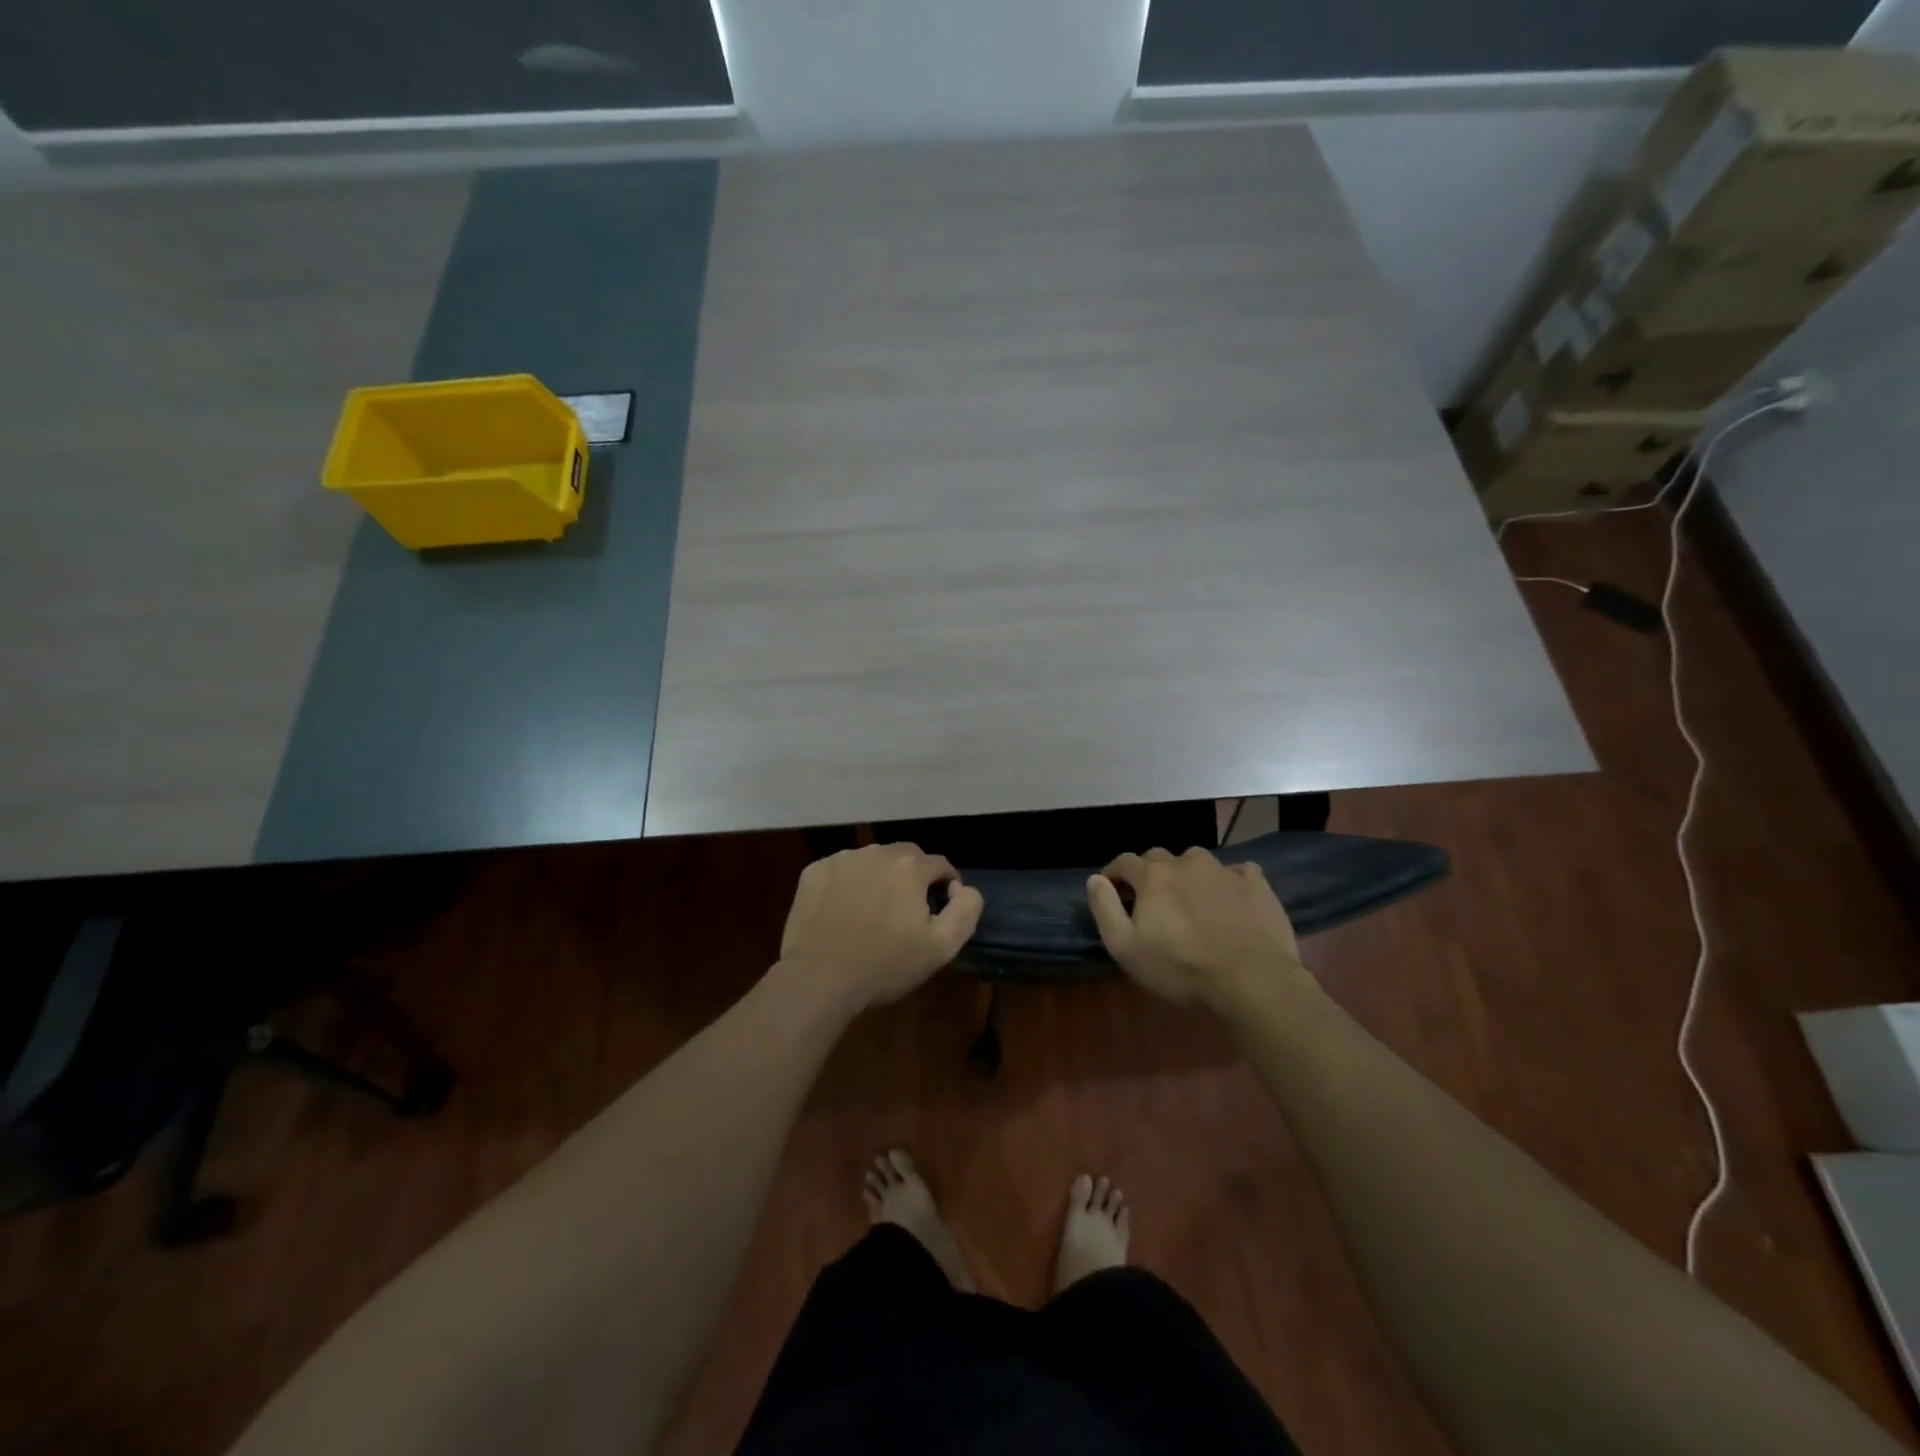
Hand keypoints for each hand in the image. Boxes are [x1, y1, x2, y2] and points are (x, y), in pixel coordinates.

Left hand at [779, 843, 983, 1008]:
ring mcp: (842, 859)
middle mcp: (877, 852)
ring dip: (880, 877)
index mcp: (910, 867)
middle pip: (906, 856)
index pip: (940, 865)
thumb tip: (963, 887)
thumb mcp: (942, 947)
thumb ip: (966, 910)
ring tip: (874, 910)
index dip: (945, 886)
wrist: (820, 979)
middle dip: (913, 877)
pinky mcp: (815, 871)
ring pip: (873, 860)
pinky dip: (849, 883)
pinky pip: (842, 869)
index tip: (939, 910)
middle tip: (907, 911)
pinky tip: (844, 910)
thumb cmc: (885, 965)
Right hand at [1087, 847, 1303, 1009]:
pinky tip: (1230, 900)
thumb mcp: (1125, 947)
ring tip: (1191, 900)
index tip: (1112, 891)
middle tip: (1151, 900)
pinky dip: (1228, 881)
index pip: (1124, 862)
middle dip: (1150, 874)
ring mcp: (1225, 870)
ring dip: (1188, 875)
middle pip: (1160, 858)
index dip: (1114, 874)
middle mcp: (1187, 862)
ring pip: (1197, 862)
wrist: (1252, 980)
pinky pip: (1237, 871)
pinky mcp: (1256, 884)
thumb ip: (1104, 908)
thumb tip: (1094, 879)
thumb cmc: (1181, 967)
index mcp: (1154, 875)